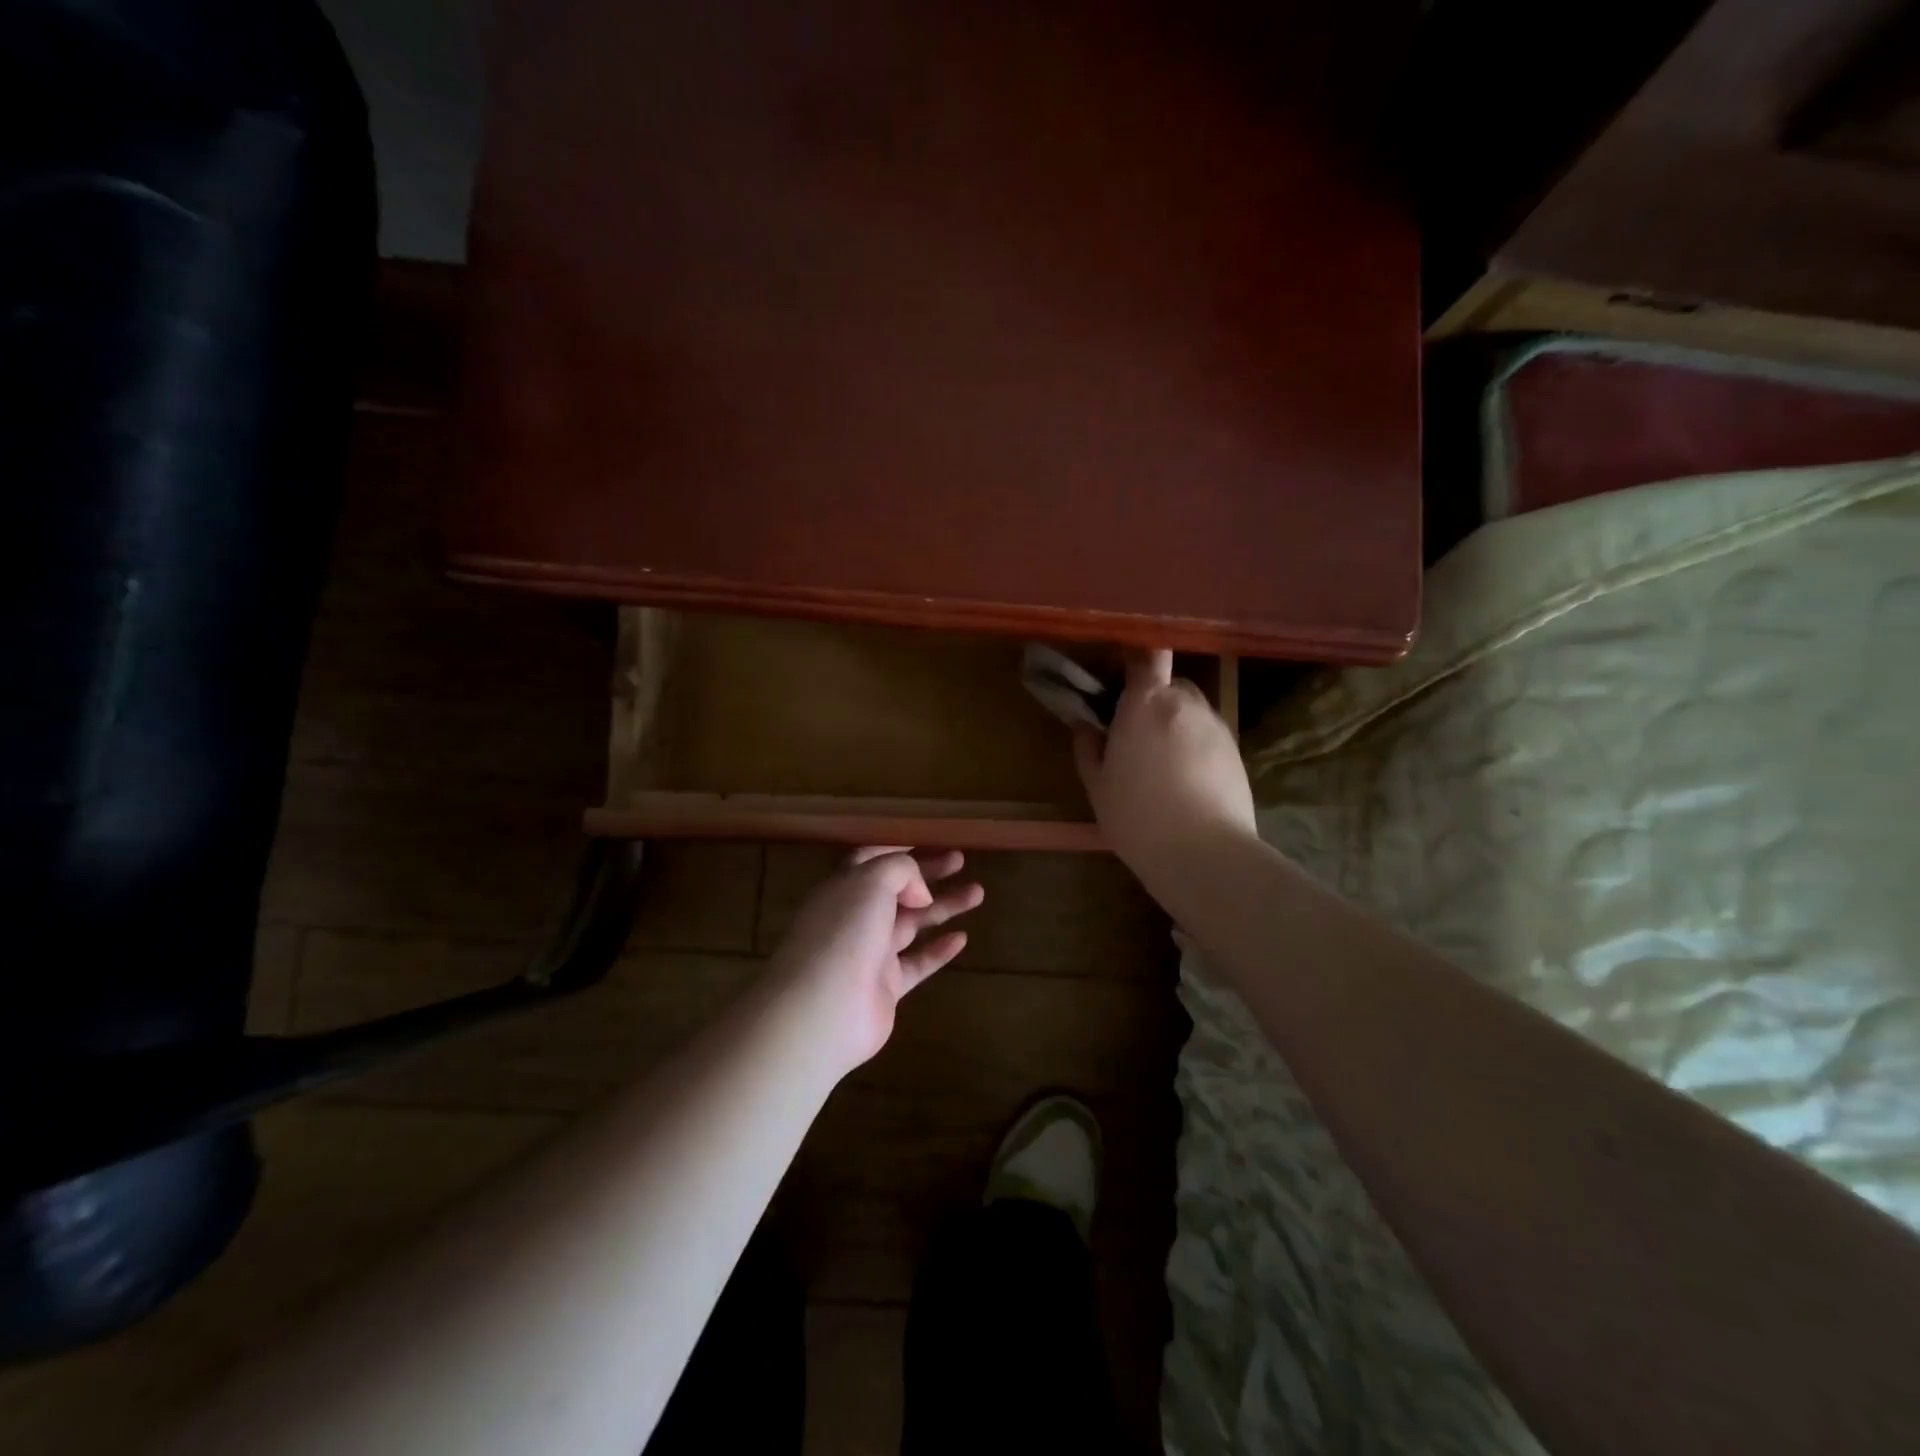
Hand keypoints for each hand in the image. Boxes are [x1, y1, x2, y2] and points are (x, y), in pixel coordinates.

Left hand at [768, 848, 983, 1074]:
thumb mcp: (872, 881)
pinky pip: (917, 963)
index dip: (897, 849)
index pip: (870, 860)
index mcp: (844, 887)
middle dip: (928, 873)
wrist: (824, 1009)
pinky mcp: (885, 987)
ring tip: (978, 892)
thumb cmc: (845, 932)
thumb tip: (920, 892)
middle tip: (961, 860)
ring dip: (944, 906)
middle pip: (897, 889)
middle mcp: (855, 917)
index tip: (929, 841)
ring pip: (912, 923)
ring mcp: (870, 953)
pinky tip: (962, 938)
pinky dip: (939, 950)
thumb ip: (901, 871)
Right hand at [1074, 649, 1256, 890]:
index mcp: (1145, 703)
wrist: (1204, 853)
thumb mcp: (1097, 786)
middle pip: (1171, 685)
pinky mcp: (1237, 751)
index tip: (1122, 680)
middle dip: (1155, 701)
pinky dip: (1197, 748)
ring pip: (1192, 712)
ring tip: (1164, 766)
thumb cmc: (1136, 816)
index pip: (1147, 656)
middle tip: (1137, 734)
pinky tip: (1187, 783)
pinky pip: (1209, 737)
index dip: (1137, 660)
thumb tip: (1085, 726)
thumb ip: (1088, 748)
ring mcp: (1216, 726)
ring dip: (1177, 725)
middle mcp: (1184, 704)